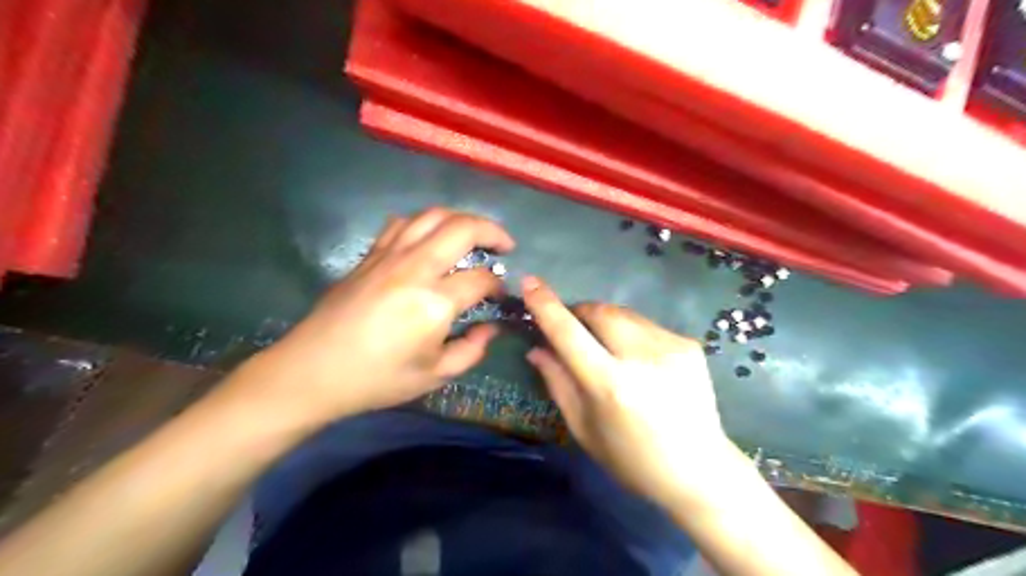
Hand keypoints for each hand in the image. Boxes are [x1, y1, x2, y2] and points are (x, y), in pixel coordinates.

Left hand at [245, 210, 517, 425]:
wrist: (313, 371)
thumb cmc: (377, 379)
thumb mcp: (434, 376)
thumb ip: (472, 350)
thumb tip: (491, 327)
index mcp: (434, 302)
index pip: (481, 278)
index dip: (498, 285)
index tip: (501, 296)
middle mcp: (415, 268)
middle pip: (463, 228)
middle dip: (493, 231)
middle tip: (505, 245)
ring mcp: (390, 256)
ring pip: (433, 216)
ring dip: (461, 219)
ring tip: (473, 234)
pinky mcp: (370, 255)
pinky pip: (403, 223)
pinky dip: (425, 223)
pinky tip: (430, 238)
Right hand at [523, 278, 741, 510]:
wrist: (699, 470)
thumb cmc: (631, 459)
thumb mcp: (583, 428)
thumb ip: (558, 382)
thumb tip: (536, 347)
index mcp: (610, 385)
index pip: (568, 333)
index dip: (546, 305)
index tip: (530, 282)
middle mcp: (641, 357)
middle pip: (599, 312)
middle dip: (579, 312)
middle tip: (572, 328)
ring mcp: (670, 347)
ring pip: (623, 313)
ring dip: (605, 321)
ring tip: (606, 347)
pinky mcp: (689, 344)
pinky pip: (646, 325)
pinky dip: (631, 333)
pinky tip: (639, 361)